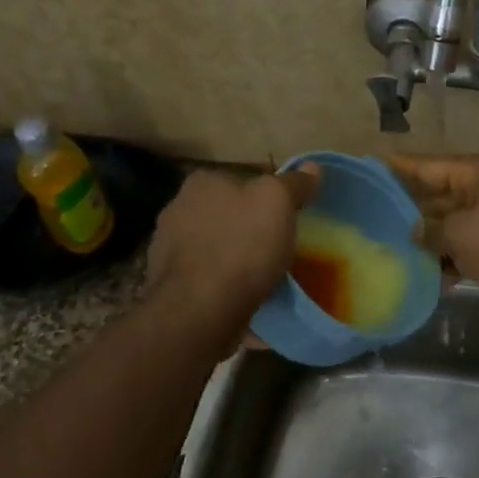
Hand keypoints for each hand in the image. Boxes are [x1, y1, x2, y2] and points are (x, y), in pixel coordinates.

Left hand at [146, 166, 320, 315]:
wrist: (200, 310)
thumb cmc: (242, 246)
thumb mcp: (279, 203)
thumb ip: (294, 183)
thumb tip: (311, 167)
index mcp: (202, 183)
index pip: (242, 181)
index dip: (266, 198)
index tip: (284, 218)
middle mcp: (178, 208)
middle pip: (226, 214)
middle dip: (247, 228)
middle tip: (276, 247)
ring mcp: (167, 249)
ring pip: (214, 246)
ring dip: (233, 258)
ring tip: (262, 278)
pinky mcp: (169, 284)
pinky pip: (206, 278)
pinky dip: (222, 285)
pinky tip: (242, 299)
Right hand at [383, 153, 478, 317]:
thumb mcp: (460, 233)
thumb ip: (431, 230)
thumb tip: (415, 230)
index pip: (429, 165)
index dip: (400, 167)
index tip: (372, 165)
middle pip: (440, 194)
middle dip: (411, 208)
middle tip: (373, 217)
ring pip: (453, 224)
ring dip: (429, 239)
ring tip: (391, 249)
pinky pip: (468, 246)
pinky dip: (450, 258)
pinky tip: (425, 275)